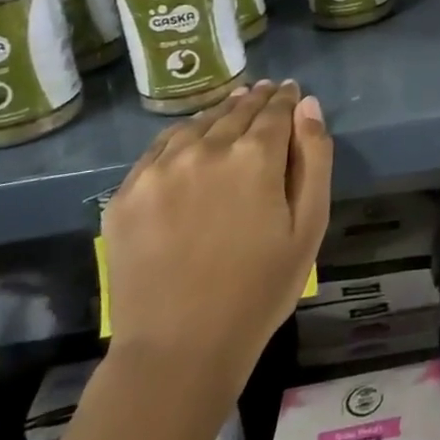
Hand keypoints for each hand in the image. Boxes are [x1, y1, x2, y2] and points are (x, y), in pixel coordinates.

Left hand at [103, 80, 331, 412]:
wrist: (178, 350)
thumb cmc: (259, 289)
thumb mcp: (308, 226)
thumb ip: (314, 158)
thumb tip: (307, 104)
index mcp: (255, 156)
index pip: (275, 109)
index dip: (285, 98)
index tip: (289, 89)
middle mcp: (205, 149)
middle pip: (236, 110)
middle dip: (256, 100)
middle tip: (265, 92)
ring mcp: (159, 169)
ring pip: (197, 124)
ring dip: (220, 113)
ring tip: (233, 108)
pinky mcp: (126, 193)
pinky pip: (160, 148)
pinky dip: (183, 136)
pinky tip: (192, 140)